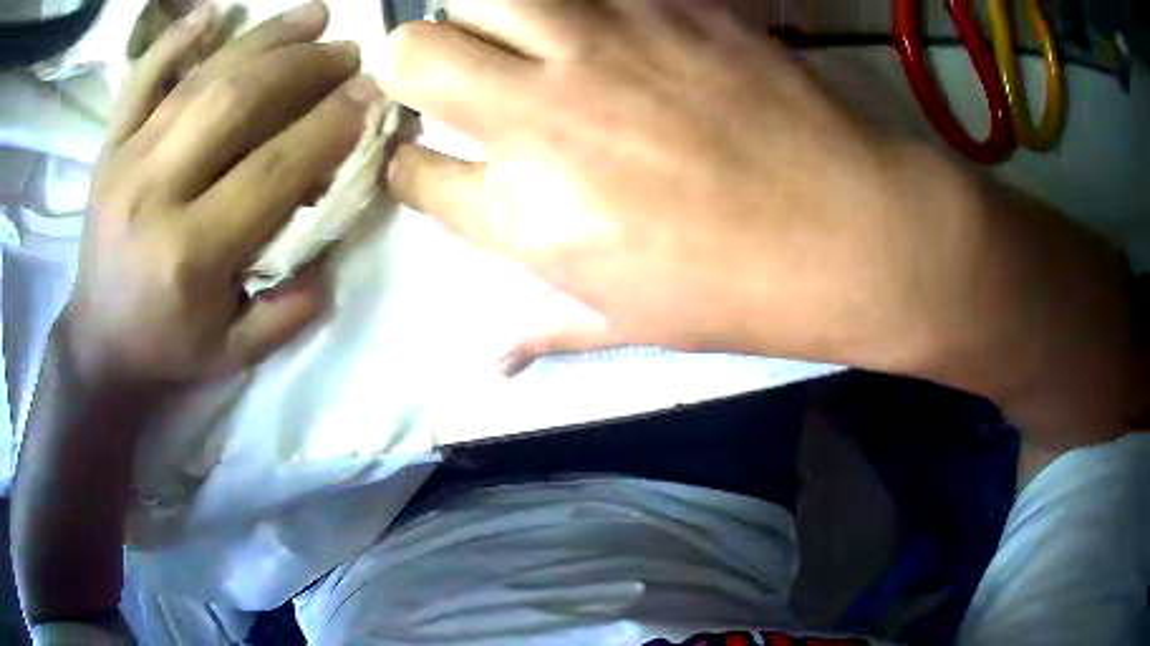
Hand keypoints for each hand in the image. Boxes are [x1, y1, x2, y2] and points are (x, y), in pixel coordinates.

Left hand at [63, 0, 381, 392]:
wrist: (99, 343)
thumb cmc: (167, 348)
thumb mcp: (235, 351)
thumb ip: (289, 308)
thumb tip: (332, 246)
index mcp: (190, 253)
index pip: (273, 167)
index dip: (329, 122)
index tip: (370, 93)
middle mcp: (154, 194)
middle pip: (237, 103)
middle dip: (303, 67)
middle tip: (346, 51)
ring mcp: (125, 161)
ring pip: (201, 79)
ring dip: (264, 38)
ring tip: (313, 16)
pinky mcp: (108, 148)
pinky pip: (140, 79)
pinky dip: (175, 40)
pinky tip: (212, 14)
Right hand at [381, 0, 978, 371]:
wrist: (853, 233)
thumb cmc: (740, 293)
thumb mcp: (630, 325)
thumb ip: (544, 329)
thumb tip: (492, 360)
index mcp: (524, 211)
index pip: (411, 171)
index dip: (410, 166)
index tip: (427, 161)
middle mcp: (541, 114)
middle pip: (414, 55)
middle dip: (409, 65)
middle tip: (445, 75)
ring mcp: (603, 44)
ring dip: (480, 15)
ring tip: (513, 37)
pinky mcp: (669, 5)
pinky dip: (572, 1)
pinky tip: (599, 27)